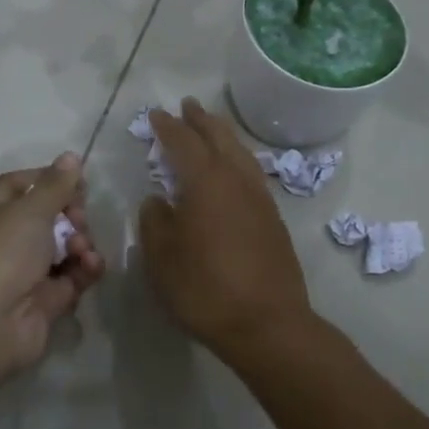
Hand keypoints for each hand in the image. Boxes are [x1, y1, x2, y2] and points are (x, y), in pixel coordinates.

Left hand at [0, 152, 105, 381]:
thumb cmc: (0, 253)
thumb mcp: (29, 210)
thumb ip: (55, 185)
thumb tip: (70, 157)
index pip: (16, 186)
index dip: (47, 179)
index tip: (76, 179)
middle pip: (44, 218)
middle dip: (69, 214)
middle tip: (79, 218)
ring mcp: (21, 274)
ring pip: (60, 248)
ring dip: (79, 242)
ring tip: (81, 247)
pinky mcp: (44, 302)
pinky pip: (70, 277)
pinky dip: (84, 269)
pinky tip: (91, 264)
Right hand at [138, 99, 314, 361]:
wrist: (267, 324)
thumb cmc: (205, 289)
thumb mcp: (162, 258)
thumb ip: (155, 221)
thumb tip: (157, 200)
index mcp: (206, 182)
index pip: (184, 143)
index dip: (168, 127)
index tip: (156, 115)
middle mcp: (237, 180)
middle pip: (220, 138)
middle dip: (202, 120)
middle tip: (188, 105)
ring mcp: (260, 199)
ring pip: (241, 153)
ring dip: (224, 135)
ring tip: (212, 128)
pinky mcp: (274, 219)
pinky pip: (252, 173)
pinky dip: (237, 159)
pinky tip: (233, 170)